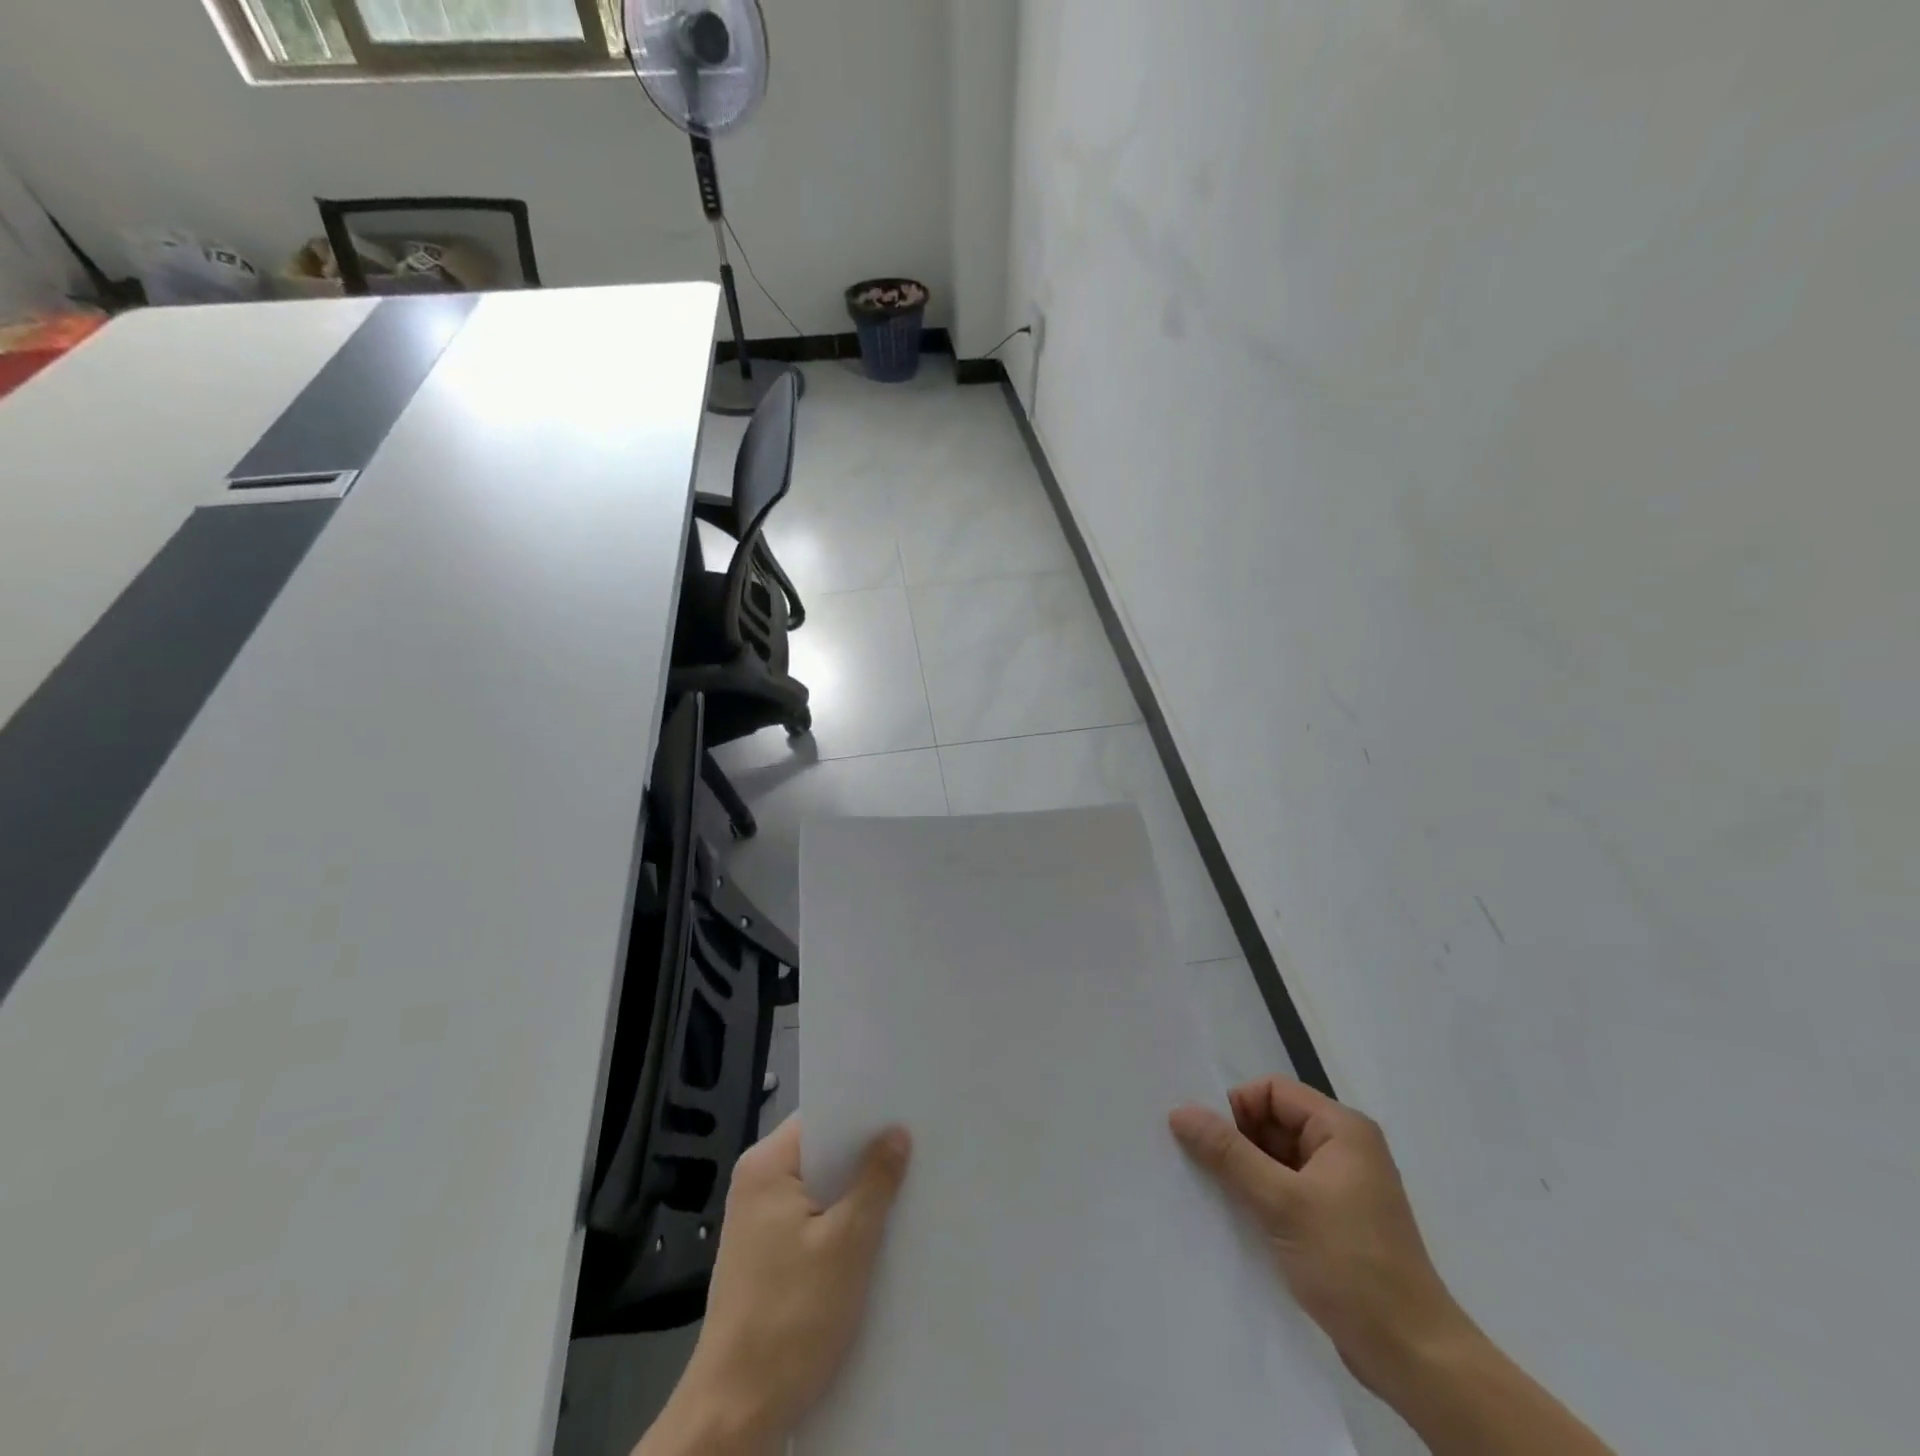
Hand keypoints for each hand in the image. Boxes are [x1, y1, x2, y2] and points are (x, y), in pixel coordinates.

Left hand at [638, 1117, 910, 1455]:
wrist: (734, 1415)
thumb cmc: (790, 1319)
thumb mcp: (847, 1244)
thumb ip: (875, 1182)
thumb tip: (896, 1133)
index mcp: (765, 1166)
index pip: (821, 1118)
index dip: (863, 1115)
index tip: (905, 1112)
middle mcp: (756, 1184)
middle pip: (821, 1153)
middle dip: (864, 1155)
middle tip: (916, 1149)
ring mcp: (758, 1223)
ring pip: (820, 1190)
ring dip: (856, 1193)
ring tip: (905, 1187)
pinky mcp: (766, 1256)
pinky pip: (812, 1219)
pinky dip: (841, 1223)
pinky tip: (876, 1234)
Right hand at [1169, 1077, 1469, 1397]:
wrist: (1414, 1358)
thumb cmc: (1351, 1264)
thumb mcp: (1282, 1203)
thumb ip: (1229, 1154)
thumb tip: (1180, 1112)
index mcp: (1342, 1129)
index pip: (1273, 1091)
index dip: (1237, 1107)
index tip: (1206, 1138)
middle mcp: (1344, 1149)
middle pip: (1273, 1122)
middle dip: (1236, 1139)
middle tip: (1197, 1164)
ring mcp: (1341, 1187)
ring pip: (1276, 1158)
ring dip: (1244, 1171)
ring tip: (1209, 1191)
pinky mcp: (1334, 1221)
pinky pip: (1286, 1190)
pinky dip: (1259, 1197)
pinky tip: (1233, 1216)